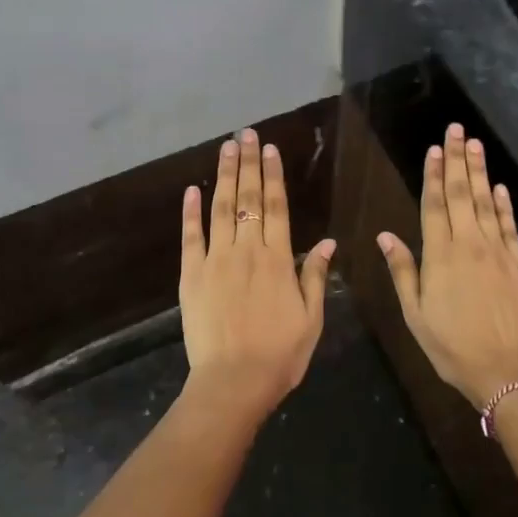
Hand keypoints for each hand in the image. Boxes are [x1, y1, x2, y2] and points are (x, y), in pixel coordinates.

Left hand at [179, 128, 334, 424]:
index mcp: (277, 259)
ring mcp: (215, 260)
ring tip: (226, 148)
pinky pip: (190, 238)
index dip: (273, 176)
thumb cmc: (280, 354)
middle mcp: (246, 250)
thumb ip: (315, 275)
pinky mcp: (191, 276)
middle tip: (246, 134)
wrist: (234, 382)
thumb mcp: (311, 318)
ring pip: (220, 209)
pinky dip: (190, 212)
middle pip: (247, 198)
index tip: (271, 149)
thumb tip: (327, 241)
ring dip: (223, 176)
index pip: (275, 207)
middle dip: (248, 163)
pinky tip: (191, 190)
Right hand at [378, 123, 517, 408]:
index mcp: (440, 256)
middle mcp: (470, 245)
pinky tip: (499, 186)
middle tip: (456, 129)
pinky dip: (504, 204)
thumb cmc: (452, 346)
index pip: (435, 205)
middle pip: (463, 194)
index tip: (434, 149)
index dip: (434, 174)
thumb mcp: (415, 314)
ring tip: (475, 144)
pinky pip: (510, 226)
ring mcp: (499, 252)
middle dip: (458, 159)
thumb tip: (385, 235)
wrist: (507, 371)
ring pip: (487, 203)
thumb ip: (402, 271)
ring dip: (480, 171)